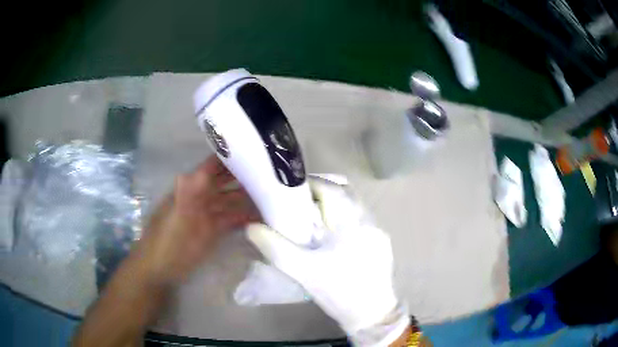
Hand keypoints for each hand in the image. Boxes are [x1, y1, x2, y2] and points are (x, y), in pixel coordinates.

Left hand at [138, 156, 259, 285]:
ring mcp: (207, 215)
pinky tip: (261, 216)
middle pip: (224, 182)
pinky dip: (245, 217)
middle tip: (270, 173)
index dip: (229, 157)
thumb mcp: (176, 219)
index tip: (254, 150)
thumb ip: (185, 196)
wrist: (161, 269)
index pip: (212, 166)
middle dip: (244, 176)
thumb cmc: (167, 242)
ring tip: (271, 194)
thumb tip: (192, 171)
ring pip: (230, 201)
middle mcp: (200, 198)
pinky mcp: (213, 231)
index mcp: (190, 189)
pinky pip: (231, 219)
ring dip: (247, 198)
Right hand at [246, 178, 410, 345]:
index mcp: (351, 222)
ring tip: (316, 218)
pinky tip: (335, 237)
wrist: (372, 314)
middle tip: (303, 202)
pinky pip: (361, 220)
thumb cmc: (338, 291)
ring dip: (336, 205)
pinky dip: (346, 218)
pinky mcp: (382, 243)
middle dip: (323, 191)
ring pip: (355, 206)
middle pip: (346, 192)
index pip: (332, 188)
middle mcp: (368, 220)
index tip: (293, 190)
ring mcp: (378, 231)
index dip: (311, 184)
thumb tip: (252, 228)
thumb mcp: (302, 271)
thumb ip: (275, 248)